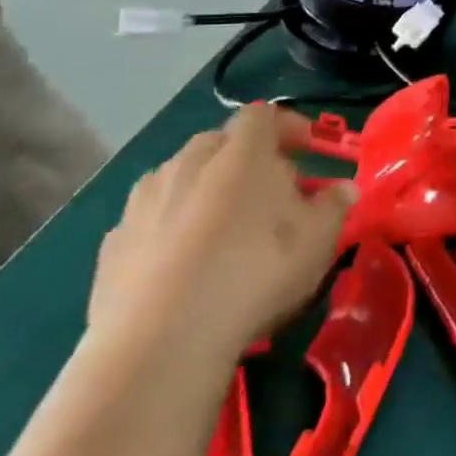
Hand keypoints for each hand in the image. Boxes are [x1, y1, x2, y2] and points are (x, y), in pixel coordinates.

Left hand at [88, 104, 355, 377]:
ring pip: (182, 178)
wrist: (162, 341)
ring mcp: (145, 200)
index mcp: (242, 151)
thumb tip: (343, 189)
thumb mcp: (318, 239)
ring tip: (225, 230)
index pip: (264, 114)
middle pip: (221, 142)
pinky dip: (171, 228)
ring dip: (206, 190)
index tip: (308, 150)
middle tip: (271, 194)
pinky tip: (183, 264)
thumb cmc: (256, 272)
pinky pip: (152, 219)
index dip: (288, 126)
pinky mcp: (113, 242)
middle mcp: (188, 161)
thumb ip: (334, 206)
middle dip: (247, 159)